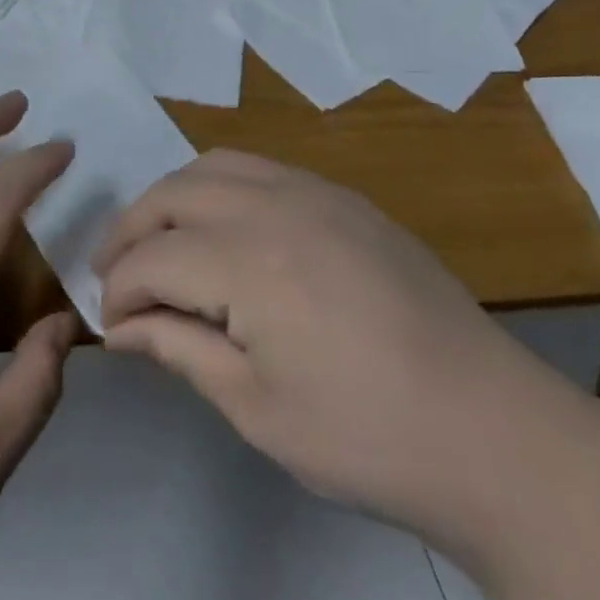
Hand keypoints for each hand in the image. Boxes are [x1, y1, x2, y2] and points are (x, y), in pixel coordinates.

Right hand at [94, 150, 575, 555]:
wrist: (490, 429)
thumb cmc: (365, 435)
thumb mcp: (257, 408)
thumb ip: (180, 349)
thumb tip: (121, 327)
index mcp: (249, 261)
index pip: (153, 256)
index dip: (119, 289)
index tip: (108, 323)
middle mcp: (275, 204)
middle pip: (174, 192)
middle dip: (132, 229)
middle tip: (116, 273)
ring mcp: (316, 191)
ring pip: (216, 164)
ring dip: (175, 197)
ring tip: (161, 239)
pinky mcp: (345, 197)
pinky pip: (263, 168)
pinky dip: (223, 186)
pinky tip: (226, 228)